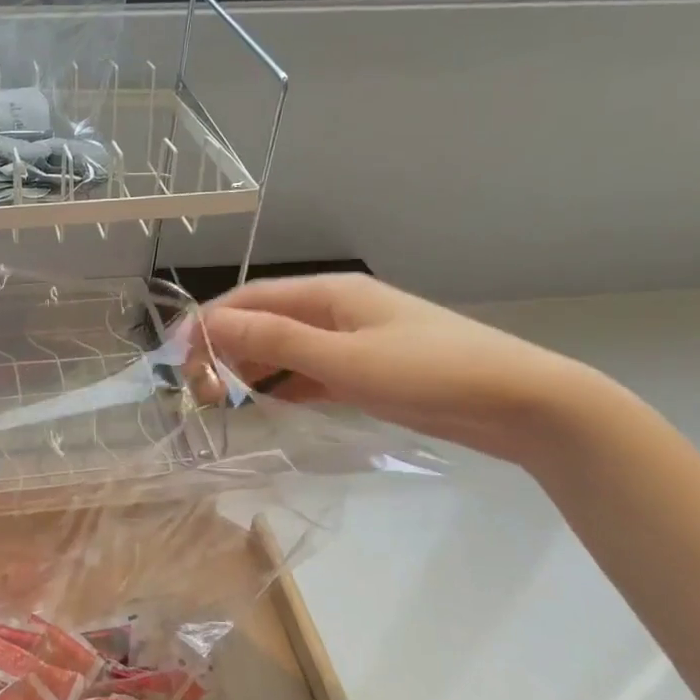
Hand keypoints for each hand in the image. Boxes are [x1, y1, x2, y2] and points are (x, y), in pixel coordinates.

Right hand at [196, 273, 608, 464]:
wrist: (522, 403)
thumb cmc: (430, 373)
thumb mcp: (345, 359)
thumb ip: (276, 342)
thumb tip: (211, 324)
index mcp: (331, 294)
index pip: (251, 299)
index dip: (208, 323)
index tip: (176, 357)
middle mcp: (337, 311)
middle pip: (265, 322)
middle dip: (226, 349)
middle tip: (198, 391)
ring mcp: (354, 342)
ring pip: (286, 350)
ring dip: (252, 369)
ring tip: (222, 401)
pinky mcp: (369, 372)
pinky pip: (310, 373)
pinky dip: (284, 386)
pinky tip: (267, 406)